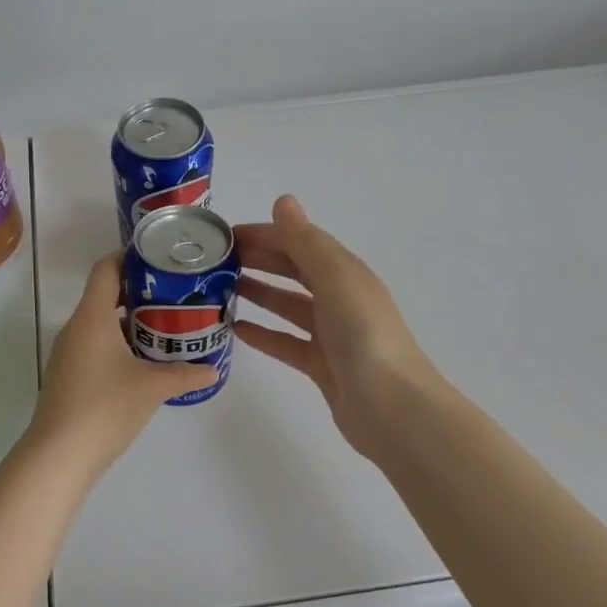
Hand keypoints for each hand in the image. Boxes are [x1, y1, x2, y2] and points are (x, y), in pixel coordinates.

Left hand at [30, 251, 215, 472]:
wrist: (59, 456)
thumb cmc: (105, 408)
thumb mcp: (153, 387)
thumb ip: (185, 373)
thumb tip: (213, 369)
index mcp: (92, 317)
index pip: (105, 269)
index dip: (129, 256)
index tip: (158, 257)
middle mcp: (76, 328)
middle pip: (104, 294)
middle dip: (139, 290)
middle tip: (174, 292)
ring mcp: (69, 353)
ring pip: (101, 323)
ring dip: (130, 320)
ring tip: (166, 324)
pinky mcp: (69, 375)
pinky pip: (96, 345)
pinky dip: (119, 343)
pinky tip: (144, 360)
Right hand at [234, 194, 438, 460]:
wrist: (391, 406)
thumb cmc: (363, 334)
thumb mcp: (335, 279)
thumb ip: (305, 242)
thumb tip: (283, 201)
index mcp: (346, 273)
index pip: (300, 242)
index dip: (265, 234)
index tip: (224, 236)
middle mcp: (340, 298)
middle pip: (294, 271)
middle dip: (259, 260)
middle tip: (216, 261)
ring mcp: (332, 334)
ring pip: (289, 306)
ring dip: (259, 293)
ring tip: (220, 290)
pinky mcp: (322, 365)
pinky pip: (287, 342)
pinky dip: (264, 333)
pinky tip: (236, 330)